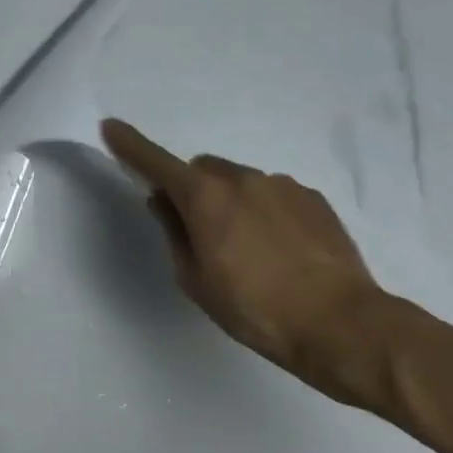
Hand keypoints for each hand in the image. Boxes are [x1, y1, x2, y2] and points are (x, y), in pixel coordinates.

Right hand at [101, 118, 386, 405]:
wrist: (341, 324)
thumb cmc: (254, 309)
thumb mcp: (195, 279)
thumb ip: (174, 232)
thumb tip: (163, 201)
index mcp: (205, 197)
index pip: (156, 162)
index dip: (130, 145)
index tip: (111, 127)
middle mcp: (242, 179)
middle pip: (202, 170)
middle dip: (192, 190)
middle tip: (200, 232)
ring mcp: (282, 185)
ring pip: (240, 182)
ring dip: (231, 202)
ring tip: (249, 251)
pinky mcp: (313, 199)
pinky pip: (273, 195)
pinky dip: (264, 212)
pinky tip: (280, 251)